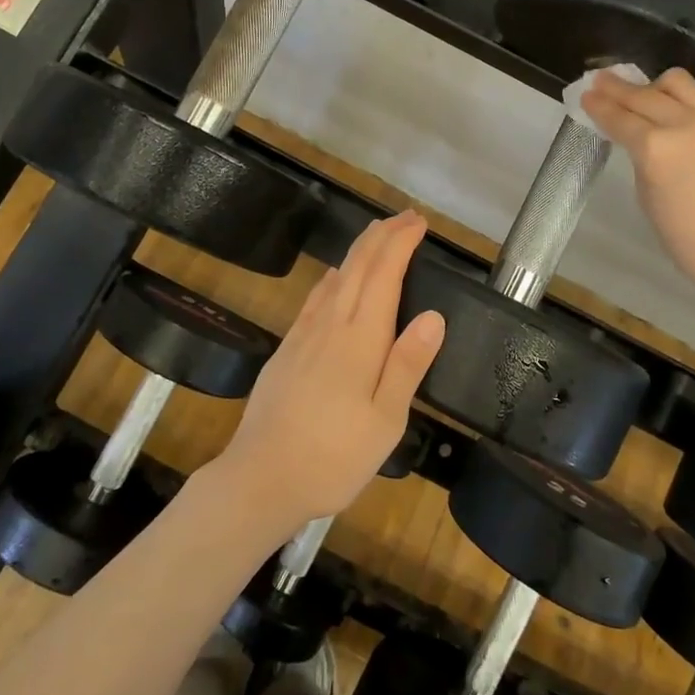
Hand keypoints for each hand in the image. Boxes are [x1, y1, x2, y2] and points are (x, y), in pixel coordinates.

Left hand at [215, 211, 444, 530]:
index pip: (384, 274)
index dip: (401, 243)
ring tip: (378, 236)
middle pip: (358, 265)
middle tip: (406, 217)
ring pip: (336, 276)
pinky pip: (315, 297)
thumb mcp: (385, 421)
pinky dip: (334, 276)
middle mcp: (331, 324)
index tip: (419, 223)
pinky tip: (335, 278)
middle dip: (383, 235)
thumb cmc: (334, 456)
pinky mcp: (287, 348)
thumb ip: (408, 364)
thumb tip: (434, 314)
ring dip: (360, 249)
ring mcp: (304, 334)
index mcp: (361, 338)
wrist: (260, 477)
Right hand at [583, 67, 694, 292]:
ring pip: (676, 83)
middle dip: (617, 88)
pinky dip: (677, 97)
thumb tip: (639, 142)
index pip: (619, 118)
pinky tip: (668, 107)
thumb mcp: (648, 198)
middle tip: (600, 81)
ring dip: (651, 85)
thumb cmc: (689, 240)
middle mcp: (683, 124)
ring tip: (639, 92)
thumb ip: (642, 161)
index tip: (585, 95)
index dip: (599, 106)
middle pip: (643, 94)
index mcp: (655, 149)